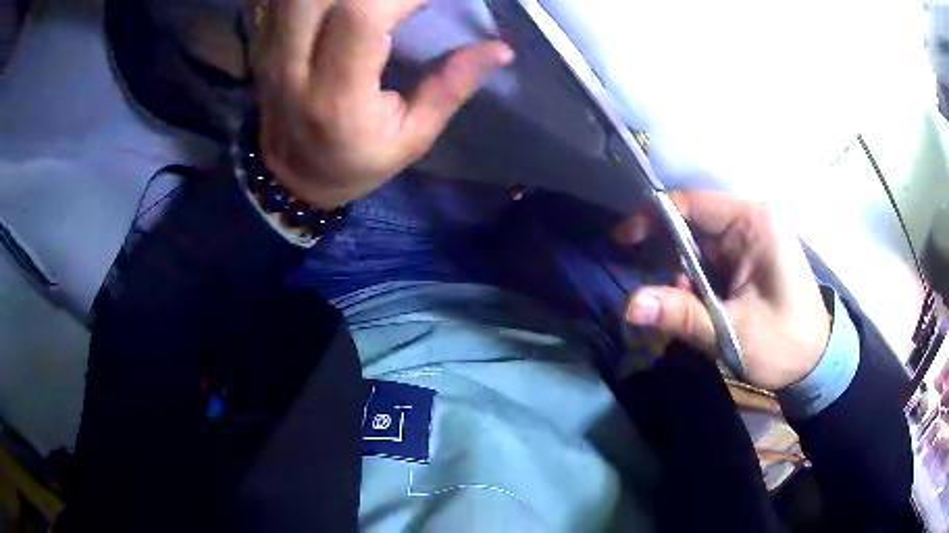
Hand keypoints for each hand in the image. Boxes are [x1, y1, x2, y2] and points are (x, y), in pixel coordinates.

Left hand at [253, 0, 513, 208]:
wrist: (291, 178)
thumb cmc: (355, 163)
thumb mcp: (412, 139)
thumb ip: (451, 87)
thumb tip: (501, 49)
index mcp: (336, 99)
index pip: (361, 17)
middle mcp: (293, 68)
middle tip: (405, 0)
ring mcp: (270, 52)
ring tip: (381, 4)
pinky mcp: (262, 43)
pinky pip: (278, 0)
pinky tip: (337, 5)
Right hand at [615, 190, 831, 390]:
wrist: (817, 362)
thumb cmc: (785, 343)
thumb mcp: (732, 332)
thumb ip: (682, 316)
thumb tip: (629, 306)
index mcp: (754, 221)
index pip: (691, 203)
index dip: (652, 217)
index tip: (623, 242)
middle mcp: (752, 219)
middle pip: (693, 225)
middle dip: (672, 261)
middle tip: (665, 299)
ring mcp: (752, 237)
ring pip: (700, 246)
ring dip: (686, 278)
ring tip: (692, 314)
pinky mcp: (751, 256)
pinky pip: (712, 260)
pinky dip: (699, 283)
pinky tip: (704, 310)